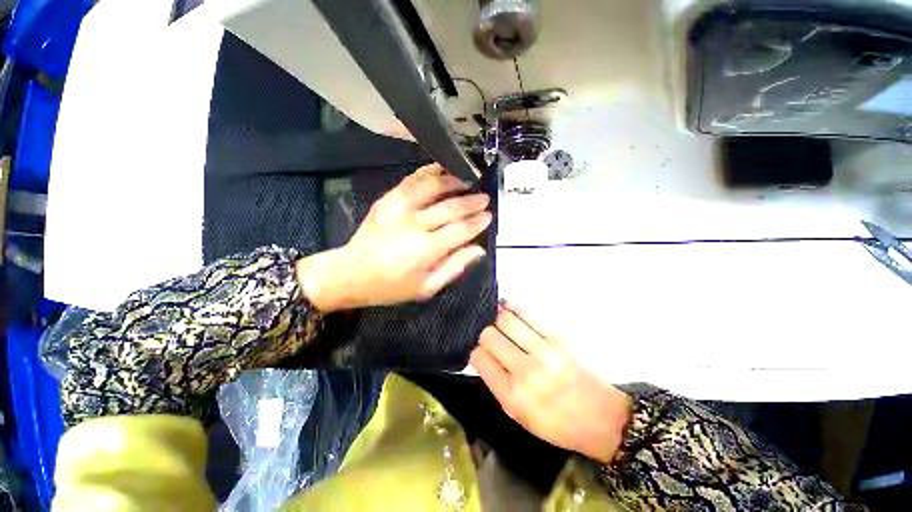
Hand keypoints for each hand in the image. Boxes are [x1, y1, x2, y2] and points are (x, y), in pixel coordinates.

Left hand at [297, 164, 491, 311]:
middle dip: (471, 201)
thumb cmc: (391, 286)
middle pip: (449, 207)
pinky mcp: (387, 200)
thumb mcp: (427, 288)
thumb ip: (454, 267)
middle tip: (484, 197)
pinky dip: (429, 172)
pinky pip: (411, 180)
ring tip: (467, 180)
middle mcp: (412, 225)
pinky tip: (442, 170)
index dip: (477, 222)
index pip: (460, 230)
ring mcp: (397, 208)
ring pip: (432, 186)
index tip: (489, 215)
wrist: (351, 273)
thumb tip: (478, 249)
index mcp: (424, 250)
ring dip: (453, 181)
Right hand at [471, 302, 632, 463]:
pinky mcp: (557, 337)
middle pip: (489, 335)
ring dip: (496, 316)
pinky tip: (507, 307)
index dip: (475, 351)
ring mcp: (543, 350)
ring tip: (494, 316)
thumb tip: (483, 354)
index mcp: (513, 395)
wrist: (602, 417)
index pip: (479, 358)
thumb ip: (497, 383)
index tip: (480, 350)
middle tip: (488, 334)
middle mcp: (525, 370)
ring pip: (505, 319)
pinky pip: (527, 313)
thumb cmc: (557, 423)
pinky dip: (512, 307)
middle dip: (484, 332)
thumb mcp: (519, 416)